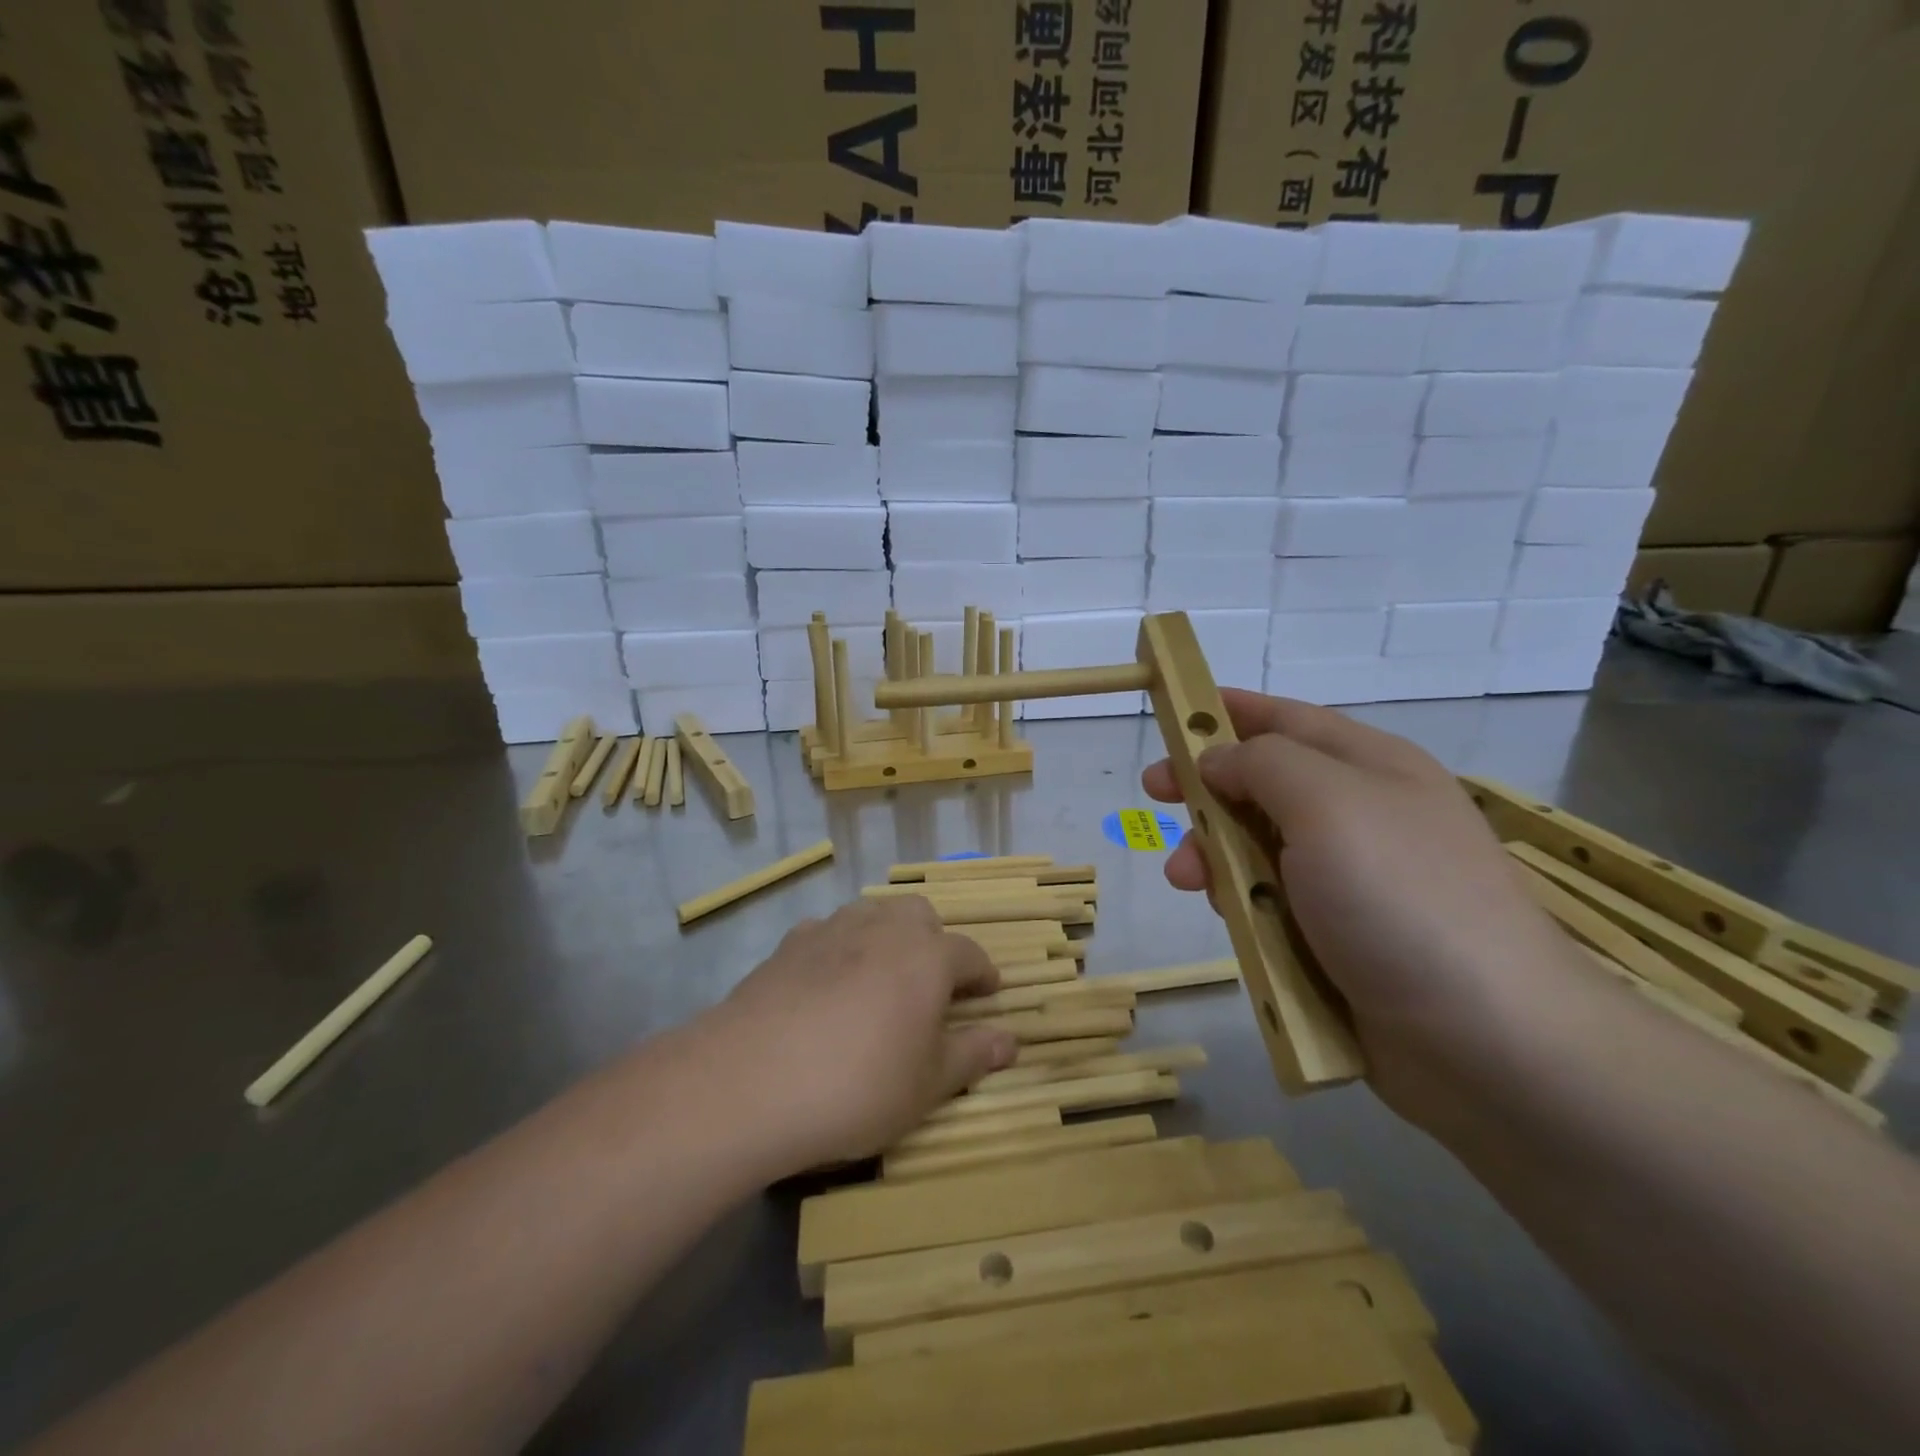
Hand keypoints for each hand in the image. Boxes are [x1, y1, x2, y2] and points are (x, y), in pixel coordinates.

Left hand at [708, 897, 1019, 1169]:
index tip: (988, 994)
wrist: (751, 1081)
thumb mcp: (927, 1085)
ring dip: (886, 936)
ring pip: (872, 914)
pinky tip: (826, 984)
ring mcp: (832, 930)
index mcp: (927, 956)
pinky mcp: (788, 944)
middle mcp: (883, 929)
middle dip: (933, 941)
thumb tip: (1012, 1040)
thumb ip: (972, 1055)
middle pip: (920, 916)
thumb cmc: (858, 1086)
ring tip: (880, 979)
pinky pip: (827, 932)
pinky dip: (839, 948)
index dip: (983, 975)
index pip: (969, 954)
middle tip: (931, 985)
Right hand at [1142, 689, 1588, 1125]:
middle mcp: (1360, 814)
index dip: (1226, 712)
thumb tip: (1218, 760)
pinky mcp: (1337, 936)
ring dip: (1214, 853)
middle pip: (1263, 783)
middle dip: (1206, 788)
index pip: (1285, 718)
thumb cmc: (1401, 898)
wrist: (1487, 1040)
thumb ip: (1262, 764)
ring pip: (1258, 846)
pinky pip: (1270, 901)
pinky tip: (1229, 917)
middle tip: (1154, 796)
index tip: (1170, 716)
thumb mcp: (1328, 804)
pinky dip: (1241, 902)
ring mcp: (1350, 879)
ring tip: (1188, 878)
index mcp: (1369, 765)